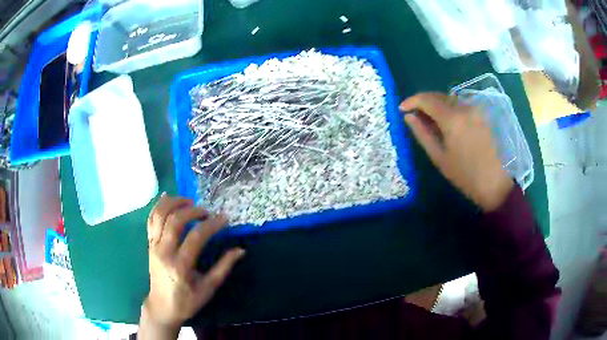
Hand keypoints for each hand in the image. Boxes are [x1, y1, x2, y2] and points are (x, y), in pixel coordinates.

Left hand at [139, 194, 244, 338]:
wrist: (162, 307)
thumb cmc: (187, 301)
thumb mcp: (208, 289)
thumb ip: (223, 268)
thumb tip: (240, 250)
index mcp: (180, 266)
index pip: (196, 237)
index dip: (211, 225)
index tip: (224, 220)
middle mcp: (164, 252)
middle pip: (175, 220)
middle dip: (193, 211)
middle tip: (207, 212)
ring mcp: (154, 246)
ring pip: (159, 215)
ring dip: (174, 203)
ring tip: (189, 201)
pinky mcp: (149, 244)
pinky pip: (151, 219)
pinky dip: (159, 206)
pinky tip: (168, 198)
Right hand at [400, 93, 513, 210]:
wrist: (494, 183)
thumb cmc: (464, 175)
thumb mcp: (439, 157)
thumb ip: (422, 133)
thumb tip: (408, 116)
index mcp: (452, 118)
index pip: (426, 99)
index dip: (411, 101)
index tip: (401, 109)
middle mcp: (464, 107)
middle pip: (438, 95)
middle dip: (423, 102)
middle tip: (413, 115)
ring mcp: (475, 109)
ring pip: (449, 98)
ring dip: (436, 104)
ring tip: (428, 120)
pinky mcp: (481, 114)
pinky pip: (460, 104)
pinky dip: (448, 108)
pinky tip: (445, 122)